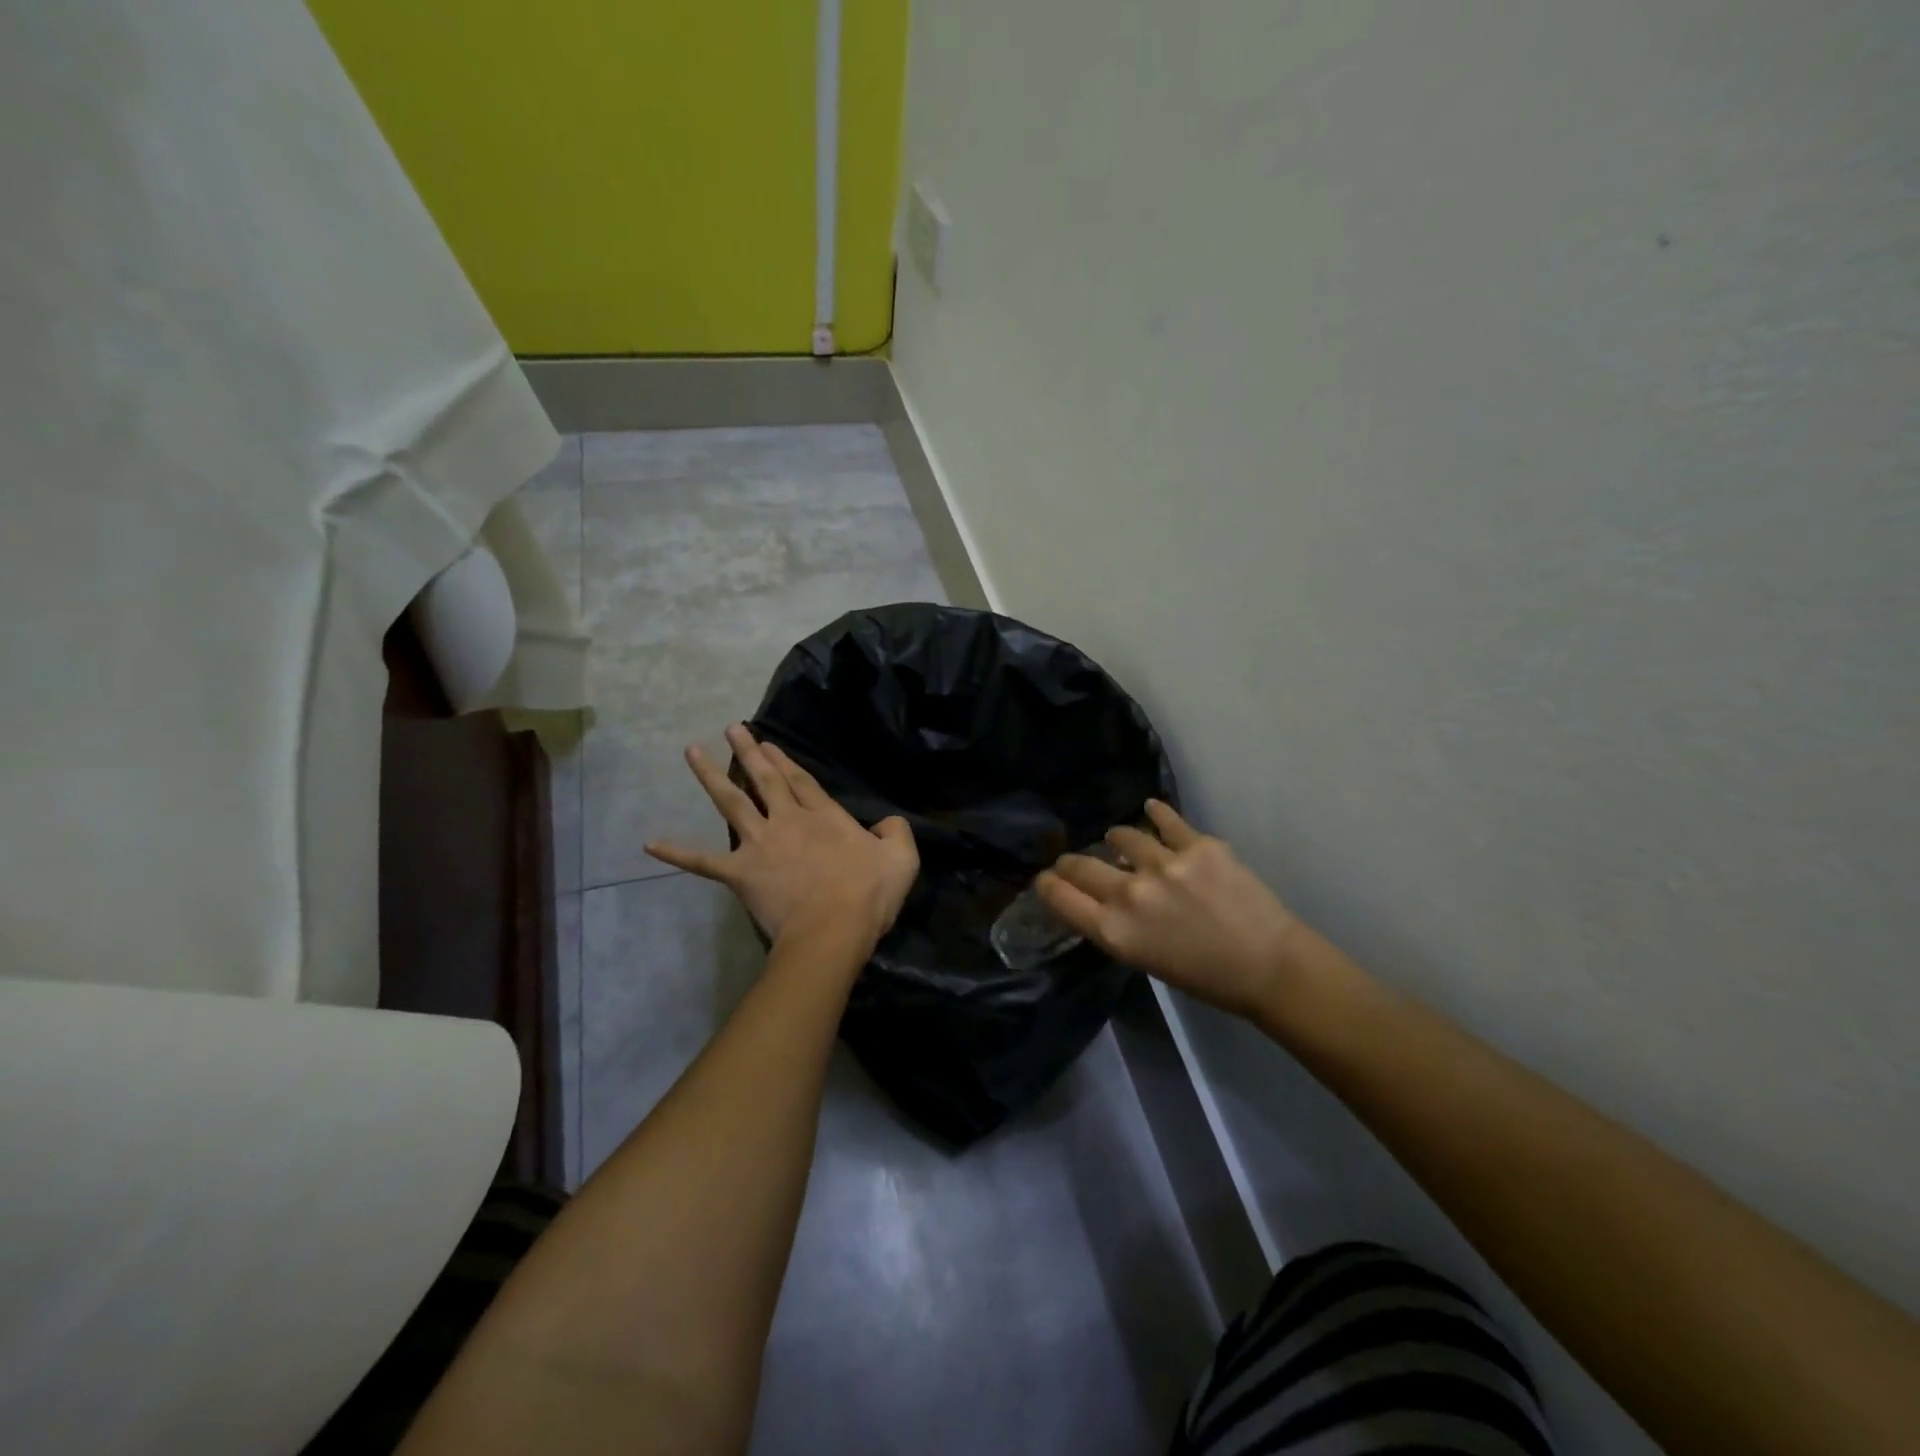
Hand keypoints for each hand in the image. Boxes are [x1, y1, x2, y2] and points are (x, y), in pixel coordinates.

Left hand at [647, 724, 918, 947]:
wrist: (832, 931)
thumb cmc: (868, 895)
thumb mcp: (902, 858)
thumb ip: (895, 832)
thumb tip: (885, 824)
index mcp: (825, 816)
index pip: (801, 781)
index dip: (784, 760)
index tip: (767, 743)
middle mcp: (788, 820)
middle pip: (764, 780)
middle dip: (748, 751)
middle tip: (731, 729)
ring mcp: (761, 844)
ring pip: (732, 803)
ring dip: (711, 776)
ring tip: (691, 751)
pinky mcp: (741, 872)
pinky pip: (703, 861)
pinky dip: (676, 852)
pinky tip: (649, 842)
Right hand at [1037, 801, 1302, 1017]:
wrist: (1268, 965)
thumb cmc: (1204, 976)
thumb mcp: (1144, 959)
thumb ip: (1115, 925)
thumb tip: (1099, 895)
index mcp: (1115, 931)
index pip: (1060, 897)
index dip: (1046, 885)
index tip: (1046, 879)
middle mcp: (1130, 893)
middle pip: (1080, 865)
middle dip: (1070, 863)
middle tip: (1073, 862)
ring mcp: (1164, 864)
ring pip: (1121, 835)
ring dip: (1118, 840)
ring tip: (1122, 841)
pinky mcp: (1198, 844)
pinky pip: (1165, 819)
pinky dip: (1156, 814)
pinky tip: (1151, 810)